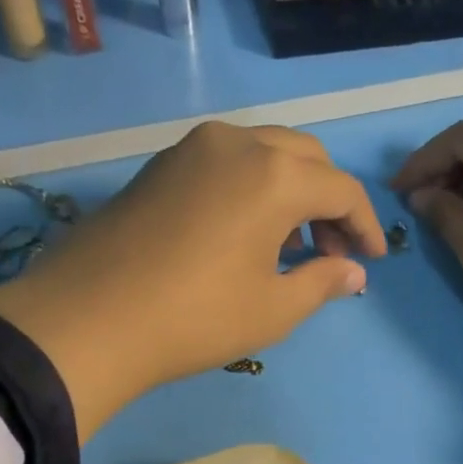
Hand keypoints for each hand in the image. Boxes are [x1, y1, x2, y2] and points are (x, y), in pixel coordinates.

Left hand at [0, 122, 384, 438]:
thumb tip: (353, 272)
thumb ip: (322, 282)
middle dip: (330, 201)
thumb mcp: (272, 309)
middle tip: (332, 252)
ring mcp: (192, 149)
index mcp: (274, 175)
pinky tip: (245, 232)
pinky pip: (226, 163)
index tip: (374, 260)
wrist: (88, 320)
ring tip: (291, 244)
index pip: (342, 189)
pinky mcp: (161, 165)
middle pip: (306, 158)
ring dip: (291, 190)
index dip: (366, 225)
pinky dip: (252, 187)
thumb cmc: (196, 318)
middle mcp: (237, 144)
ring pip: (264, 153)